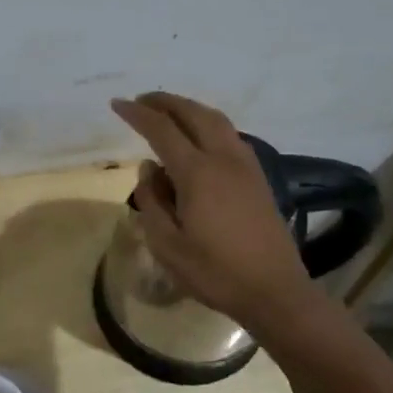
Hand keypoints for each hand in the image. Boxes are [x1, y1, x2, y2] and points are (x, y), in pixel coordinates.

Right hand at [110, 92, 314, 328]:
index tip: (117, 104)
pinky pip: (229, 135)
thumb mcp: (167, 245)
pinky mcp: (258, 177)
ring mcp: (246, 166)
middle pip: (193, 114)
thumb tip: (149, 168)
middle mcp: (224, 159)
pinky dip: (208, 124)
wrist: (274, 291)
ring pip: (216, 120)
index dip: (137, 114)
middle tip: (141, 101)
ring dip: (189, 109)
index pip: (162, 130)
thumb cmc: (215, 272)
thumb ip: (152, 201)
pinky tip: (199, 139)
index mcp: (198, 173)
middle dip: (165, 102)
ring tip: (168, 113)